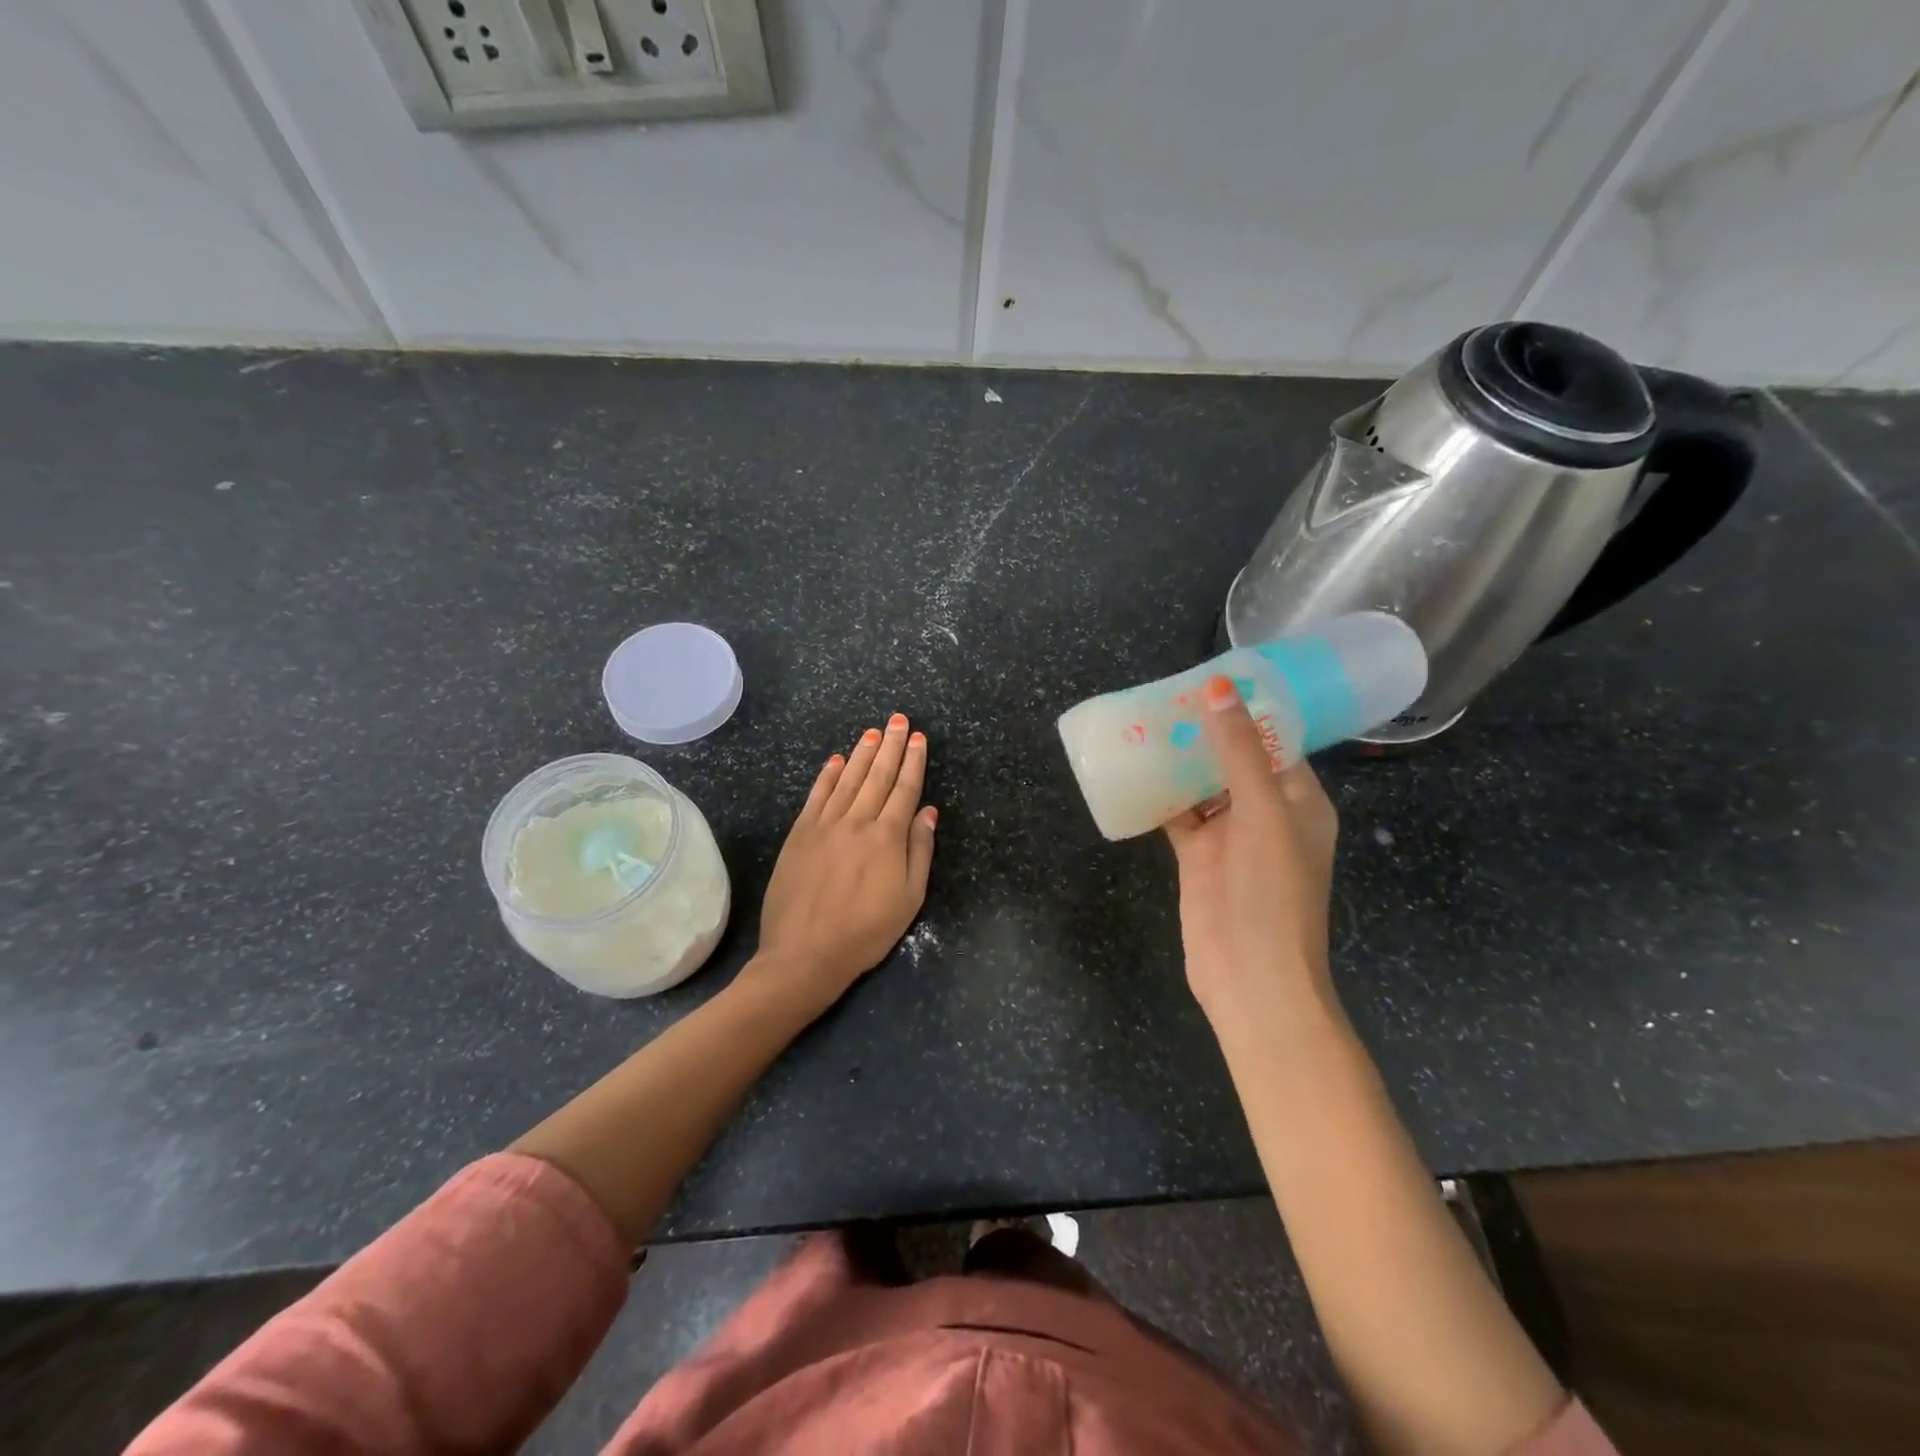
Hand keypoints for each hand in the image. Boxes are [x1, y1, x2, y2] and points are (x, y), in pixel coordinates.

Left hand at [746, 713, 937, 1016]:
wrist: (804, 954)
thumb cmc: (865, 932)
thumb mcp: (908, 899)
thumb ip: (919, 851)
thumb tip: (928, 811)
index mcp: (887, 838)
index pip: (904, 789)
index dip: (913, 762)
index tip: (918, 738)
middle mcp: (856, 822)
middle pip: (877, 776)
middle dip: (890, 746)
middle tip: (898, 720)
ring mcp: (824, 826)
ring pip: (847, 780)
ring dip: (861, 754)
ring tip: (873, 732)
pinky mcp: (799, 835)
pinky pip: (816, 796)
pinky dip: (827, 776)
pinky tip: (835, 760)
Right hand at [1163, 674, 1338, 1023]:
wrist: (1250, 976)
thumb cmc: (1271, 890)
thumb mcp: (1262, 812)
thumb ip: (1239, 751)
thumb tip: (1220, 688)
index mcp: (1299, 800)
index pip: (1275, 742)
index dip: (1246, 711)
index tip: (1210, 679)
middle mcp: (1267, 813)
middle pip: (1233, 760)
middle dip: (1204, 732)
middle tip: (1165, 696)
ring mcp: (1230, 837)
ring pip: (1202, 786)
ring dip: (1178, 760)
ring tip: (1144, 723)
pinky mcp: (1199, 857)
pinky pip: (1178, 815)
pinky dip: (1159, 795)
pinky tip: (1133, 770)